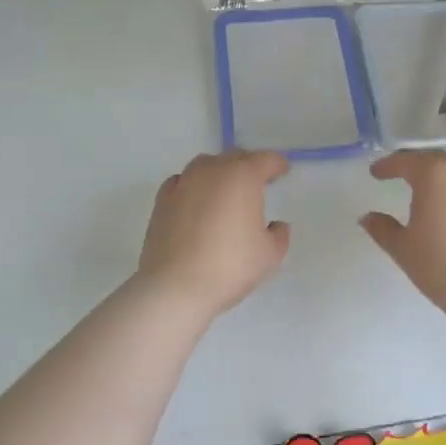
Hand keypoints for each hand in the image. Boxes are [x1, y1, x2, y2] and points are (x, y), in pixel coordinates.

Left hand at [136, 150, 290, 316]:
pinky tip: (196, 202)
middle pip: (235, 157)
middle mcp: (212, 171)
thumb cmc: (230, 266)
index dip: (277, 164)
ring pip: (206, 165)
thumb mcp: (270, 255)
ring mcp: (183, 183)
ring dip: (220, 172)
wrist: (175, 287)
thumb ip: (279, 235)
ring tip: (226, 191)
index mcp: (243, 176)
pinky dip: (193, 186)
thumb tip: (275, 226)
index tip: (283, 170)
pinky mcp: (162, 200)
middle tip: (258, 181)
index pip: (265, 160)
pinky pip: (182, 182)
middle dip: (249, 165)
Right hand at [360, 150, 445, 309]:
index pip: (406, 161)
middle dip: (415, 165)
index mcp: (435, 175)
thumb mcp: (403, 247)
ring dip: (439, 179)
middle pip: (435, 161)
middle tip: (399, 174)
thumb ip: (383, 228)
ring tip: (425, 194)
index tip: (375, 173)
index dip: (388, 165)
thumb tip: (368, 217)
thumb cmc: (440, 264)